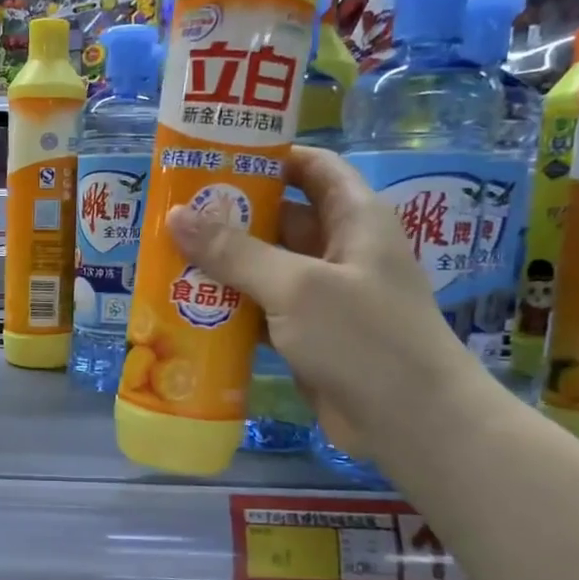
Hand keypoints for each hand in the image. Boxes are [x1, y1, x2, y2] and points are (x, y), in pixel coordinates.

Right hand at [164, 146, 473, 457]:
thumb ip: (235, 252)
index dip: (270, 156)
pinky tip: (189, 308)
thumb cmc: (363, 338)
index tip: (215, 157)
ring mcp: (324, 297)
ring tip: (167, 257)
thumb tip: (176, 216)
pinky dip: (231, 308)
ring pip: (266, 268)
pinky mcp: (308, 336)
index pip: (313, 168)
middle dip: (230, 216)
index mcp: (355, 219)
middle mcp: (340, 250)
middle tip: (172, 214)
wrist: (410, 423)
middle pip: (280, 219)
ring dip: (224, 265)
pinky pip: (262, 310)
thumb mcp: (296, 286)